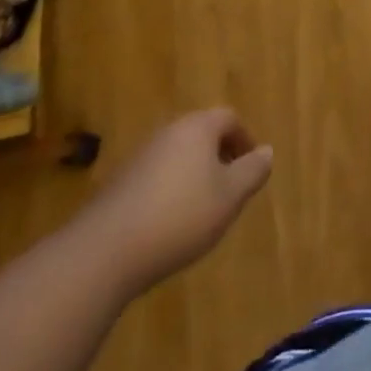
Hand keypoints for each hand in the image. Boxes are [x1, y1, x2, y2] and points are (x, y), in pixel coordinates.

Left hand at [79, 107, 273, 290]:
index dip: (245, 140)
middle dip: (220, 157)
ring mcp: (140, 157)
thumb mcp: (230, 197)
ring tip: (202, 210)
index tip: (251, 168)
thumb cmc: (180, 216)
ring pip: (178, 156)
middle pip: (201, 134)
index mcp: (197, 128)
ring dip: (194, 175)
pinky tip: (170, 224)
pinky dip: (170, 191)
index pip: (229, 118)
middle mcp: (167, 132)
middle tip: (230, 189)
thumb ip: (252, 171)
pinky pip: (156, 177)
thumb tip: (266, 151)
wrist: (104, 252)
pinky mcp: (119, 184)